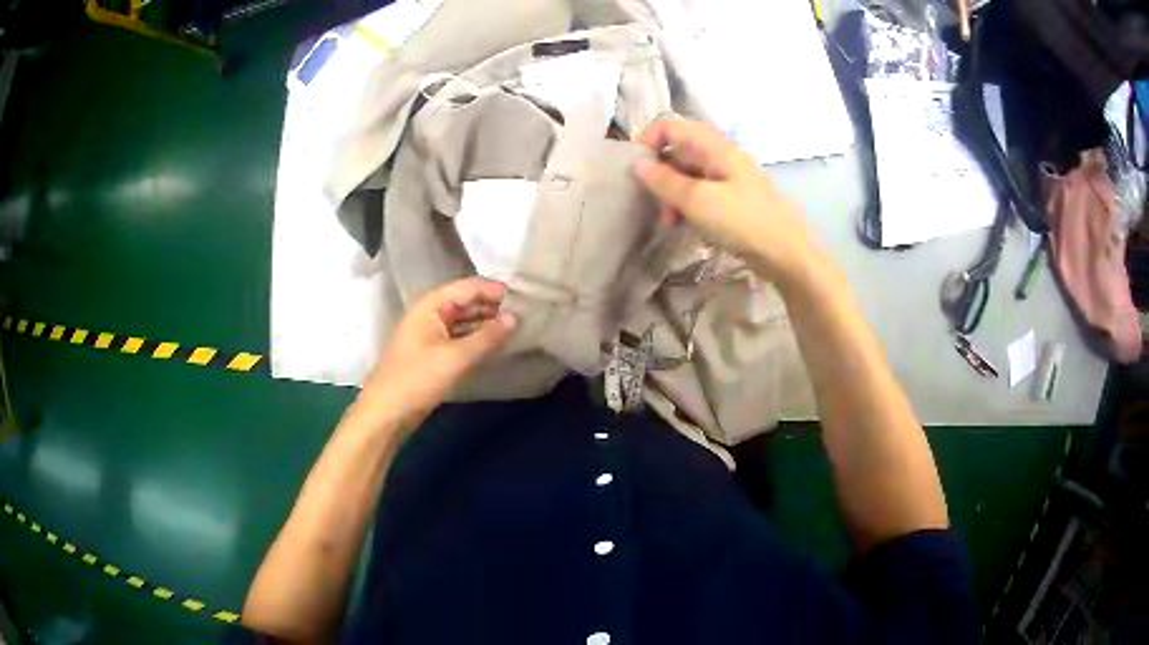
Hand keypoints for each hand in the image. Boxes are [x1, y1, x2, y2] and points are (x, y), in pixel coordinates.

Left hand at [359, 277, 516, 428]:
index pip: (468, 286)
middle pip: (466, 301)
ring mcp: (430, 333)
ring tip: (515, 328)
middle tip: (524, 314)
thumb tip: (516, 317)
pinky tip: (494, 345)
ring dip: (486, 323)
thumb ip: (487, 337)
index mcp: (430, 305)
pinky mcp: (432, 353)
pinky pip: (459, 337)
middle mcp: (430, 314)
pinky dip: (476, 338)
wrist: (387, 413)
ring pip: (463, 320)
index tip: (523, 298)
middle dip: (492, 306)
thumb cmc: (417, 379)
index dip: (494, 290)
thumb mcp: (455, 358)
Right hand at [634, 118, 819, 286]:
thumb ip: (665, 181)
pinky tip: (688, 226)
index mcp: (714, 147)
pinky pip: (701, 192)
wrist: (786, 254)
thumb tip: (638, 164)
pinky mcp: (732, 198)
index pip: (670, 126)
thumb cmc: (743, 222)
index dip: (649, 142)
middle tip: (659, 208)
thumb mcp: (699, 201)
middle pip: (677, 152)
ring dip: (673, 195)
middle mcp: (720, 155)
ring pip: (688, 174)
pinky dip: (689, 205)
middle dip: (661, 176)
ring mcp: (728, 177)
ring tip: (672, 224)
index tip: (639, 172)